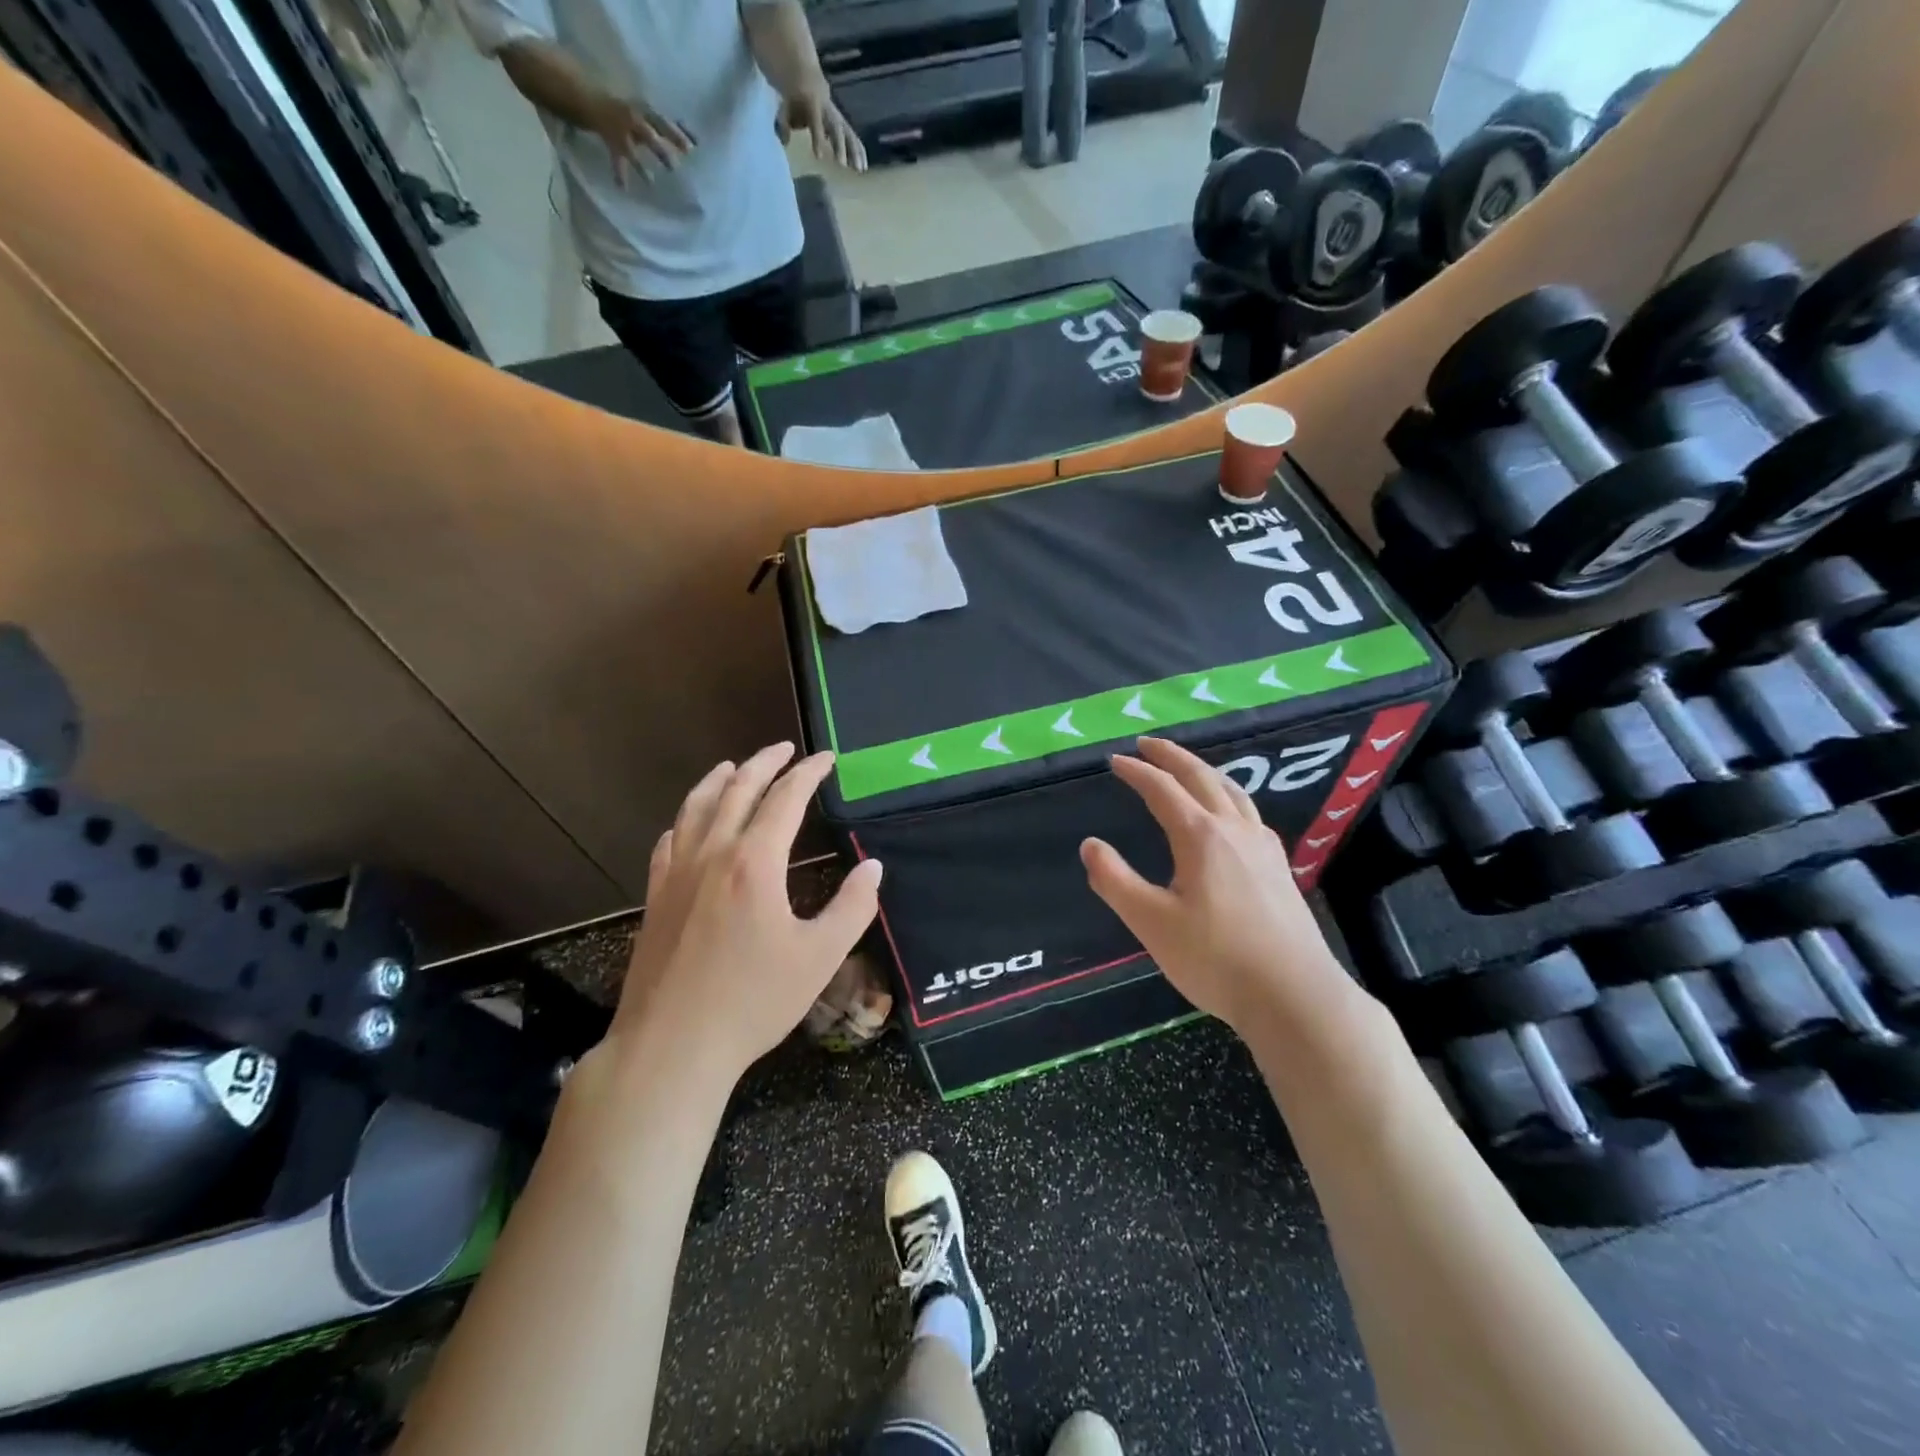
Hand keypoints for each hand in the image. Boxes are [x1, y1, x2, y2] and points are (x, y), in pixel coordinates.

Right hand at [585, 92, 693, 181]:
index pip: (663, 122)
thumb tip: (696, 142)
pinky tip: (623, 188)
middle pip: (648, 135)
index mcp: (645, 110)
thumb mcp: (649, 113)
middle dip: (660, 150)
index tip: (693, 148)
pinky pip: (615, 160)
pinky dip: (619, 173)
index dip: (677, 134)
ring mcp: (621, 132)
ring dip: (640, 166)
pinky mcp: (611, 143)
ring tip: (651, 183)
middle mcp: (633, 119)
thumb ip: (670, 127)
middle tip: (674, 168)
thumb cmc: (631, 111)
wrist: (593, 99)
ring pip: (631, 150)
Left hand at [606, 743, 882, 1087]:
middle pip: (738, 789)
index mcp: (755, 863)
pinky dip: (686, 818)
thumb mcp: (819, 957)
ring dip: (720, 779)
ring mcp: (677, 873)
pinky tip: (690, 823)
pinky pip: (670, 840)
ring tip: (736, 766)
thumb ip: (852, 907)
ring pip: (697, 807)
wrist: (672, 1046)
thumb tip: (872, 867)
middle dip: (765, 762)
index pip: (785, 798)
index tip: (827, 759)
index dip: (808, 773)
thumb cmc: (753, 1002)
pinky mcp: (656, 896)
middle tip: (787, 749)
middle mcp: (713, 854)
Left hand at [776, 85, 866, 170]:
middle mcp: (828, 110)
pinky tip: (863, 166)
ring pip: (848, 133)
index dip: (818, 139)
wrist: (806, 78)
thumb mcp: (785, 105)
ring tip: (860, 170)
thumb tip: (784, 142)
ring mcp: (837, 116)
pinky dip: (858, 151)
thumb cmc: (794, 96)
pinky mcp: (842, 124)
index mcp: (813, 103)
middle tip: (843, 165)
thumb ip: (783, 122)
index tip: (819, 157)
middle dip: (840, 147)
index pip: (816, 122)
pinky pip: (852, 137)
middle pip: (837, 128)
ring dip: (854, 152)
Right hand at [1081, 737, 1366, 1039]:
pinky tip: (1231, 815)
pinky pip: (1250, 813)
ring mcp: (1263, 847)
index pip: (1162, 789)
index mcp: (1200, 836)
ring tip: (1188, 767)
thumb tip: (1090, 845)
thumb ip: (1115, 881)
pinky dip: (1230, 796)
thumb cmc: (1215, 959)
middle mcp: (1234, 829)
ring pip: (1233, 791)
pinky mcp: (1279, 867)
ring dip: (1204, 771)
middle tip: (1147, 743)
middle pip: (1202, 777)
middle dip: (1172, 756)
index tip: (1115, 761)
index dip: (1136, 772)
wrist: (1295, 996)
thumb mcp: (1151, 922)